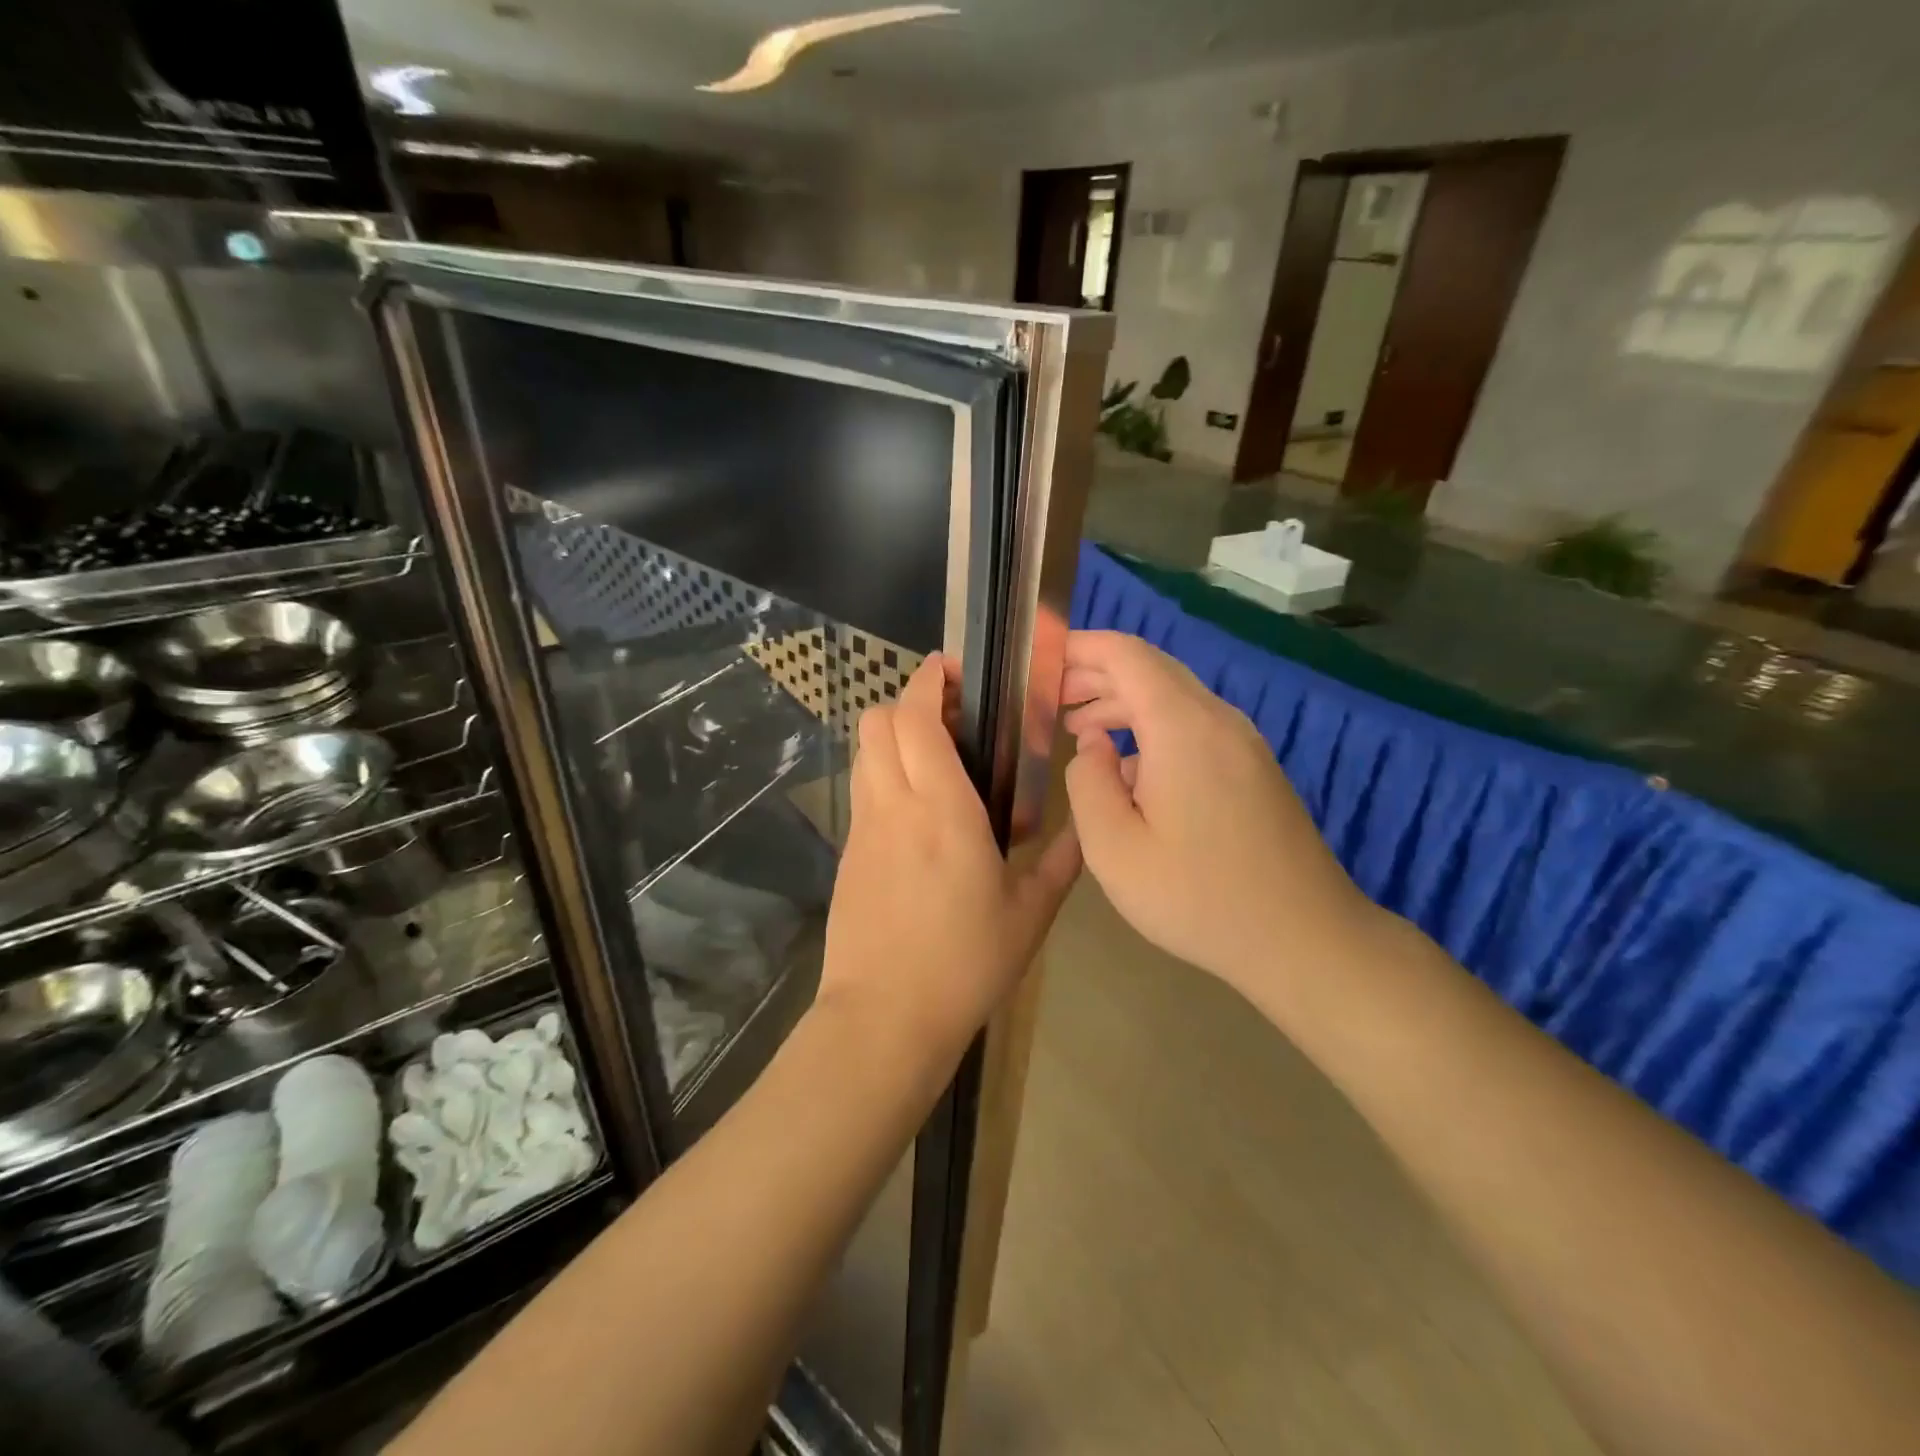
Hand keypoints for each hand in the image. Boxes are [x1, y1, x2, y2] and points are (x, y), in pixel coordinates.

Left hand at [819, 655, 1080, 1063]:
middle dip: (909, 701)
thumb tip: (1082, 828)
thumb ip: (1060, 862)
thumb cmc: (964, 963)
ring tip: (938, 758)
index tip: (953, 670)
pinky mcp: (849, 854)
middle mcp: (894, 805)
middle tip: (953, 716)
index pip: (916, 718)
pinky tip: (920, 811)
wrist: (884, 1019)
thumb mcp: (1030, 915)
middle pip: (877, 721)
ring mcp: (863, 829)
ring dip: (894, 736)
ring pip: (865, 753)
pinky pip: (864, 791)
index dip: (928, 681)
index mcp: (942, 809)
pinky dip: (886, 774)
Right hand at [1060, 630, 1377, 996]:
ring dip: (1123, 703)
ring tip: (1078, 728)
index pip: (1126, 654)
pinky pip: (1194, 726)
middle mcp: (1218, 719)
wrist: (1305, 939)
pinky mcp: (1253, 768)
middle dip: (1096, 675)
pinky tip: (1127, 767)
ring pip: (1173, 698)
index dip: (1081, 647)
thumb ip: (1087, 783)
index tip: (1041, 660)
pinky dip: (1152, 728)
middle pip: (1151, 670)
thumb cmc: (1198, 897)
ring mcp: (1243, 743)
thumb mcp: (1114, 848)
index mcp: (1182, 727)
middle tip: (1050, 701)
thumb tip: (1092, 745)